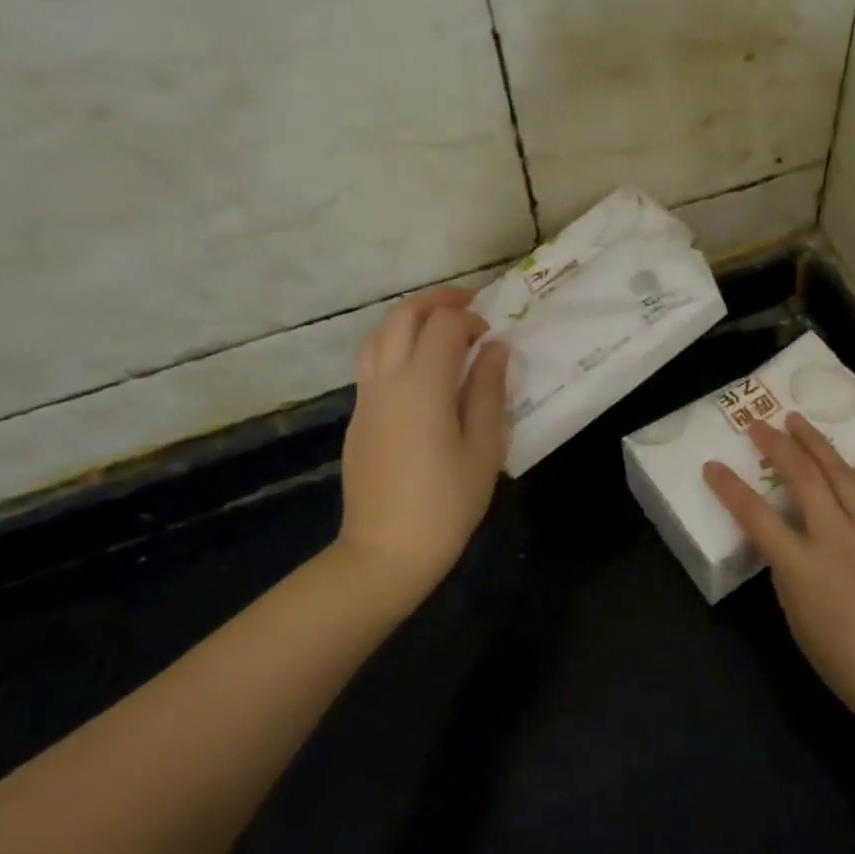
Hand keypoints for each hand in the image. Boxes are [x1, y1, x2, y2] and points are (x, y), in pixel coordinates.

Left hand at [335, 287, 509, 614]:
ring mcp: (366, 398)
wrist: (385, 551)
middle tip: (468, 305)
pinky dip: (396, 346)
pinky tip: (421, 370)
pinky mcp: (358, 417)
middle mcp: (387, 380)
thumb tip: (495, 349)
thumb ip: (489, 391)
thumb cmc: (446, 502)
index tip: (492, 334)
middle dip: (436, 301)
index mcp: (422, 384)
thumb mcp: (484, 448)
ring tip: (441, 330)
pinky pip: (372, 363)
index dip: (470, 318)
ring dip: (410, 320)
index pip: (444, 325)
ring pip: (379, 336)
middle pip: (402, 317)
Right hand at [704, 414, 854, 735]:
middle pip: (802, 481)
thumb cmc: (852, 668)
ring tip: (798, 420)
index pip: (756, 519)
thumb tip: (785, 550)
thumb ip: (788, 582)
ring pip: (841, 477)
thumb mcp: (801, 629)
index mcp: (802, 569)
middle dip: (777, 448)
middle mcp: (835, 541)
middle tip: (760, 425)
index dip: (730, 490)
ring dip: (817, 444)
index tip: (713, 465)